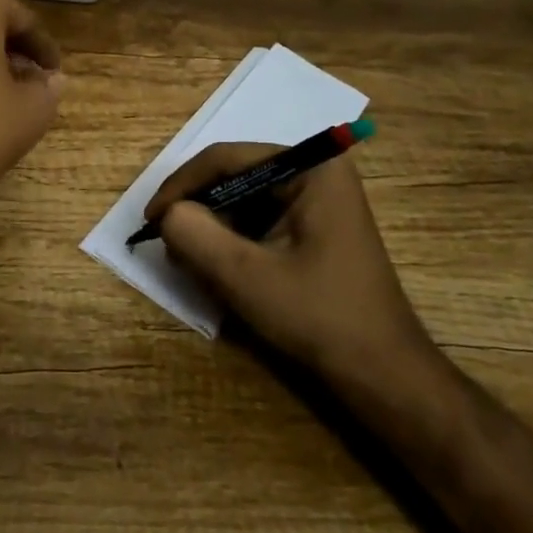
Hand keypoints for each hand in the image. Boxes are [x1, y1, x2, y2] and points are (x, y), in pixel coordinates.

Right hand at [146, 143, 441, 403]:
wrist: (382, 374)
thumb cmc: (319, 317)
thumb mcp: (246, 276)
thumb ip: (196, 235)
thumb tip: (167, 215)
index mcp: (311, 167)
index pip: (227, 158)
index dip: (181, 185)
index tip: (149, 219)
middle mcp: (316, 172)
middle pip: (235, 175)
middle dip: (197, 208)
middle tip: (166, 240)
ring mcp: (318, 200)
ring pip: (243, 199)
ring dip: (212, 226)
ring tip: (188, 258)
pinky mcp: (315, 227)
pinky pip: (259, 219)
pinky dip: (232, 239)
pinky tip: (218, 267)